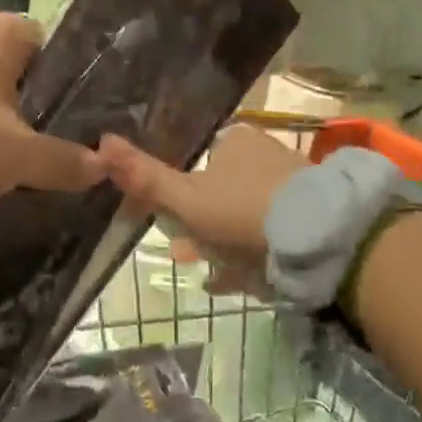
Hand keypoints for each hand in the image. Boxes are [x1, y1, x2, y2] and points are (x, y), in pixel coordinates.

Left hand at [0, 13, 101, 212]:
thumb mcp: (20, 157)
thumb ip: (64, 160)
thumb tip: (102, 166)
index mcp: (1, 32)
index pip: (51, 47)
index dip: (66, 84)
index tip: (77, 120)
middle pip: (15, 71)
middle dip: (31, 106)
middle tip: (51, 144)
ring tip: (14, 157)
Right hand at [97, 125, 305, 292]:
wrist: (319, 237)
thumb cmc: (241, 211)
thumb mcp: (185, 198)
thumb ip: (145, 177)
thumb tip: (102, 143)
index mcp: (233, 141)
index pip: (194, 164)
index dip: (176, 196)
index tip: (168, 227)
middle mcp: (263, 153)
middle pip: (218, 190)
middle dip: (199, 225)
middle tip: (187, 255)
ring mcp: (290, 183)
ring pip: (244, 213)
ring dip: (223, 242)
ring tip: (211, 274)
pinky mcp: (311, 212)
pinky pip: (270, 231)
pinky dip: (251, 252)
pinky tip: (238, 279)